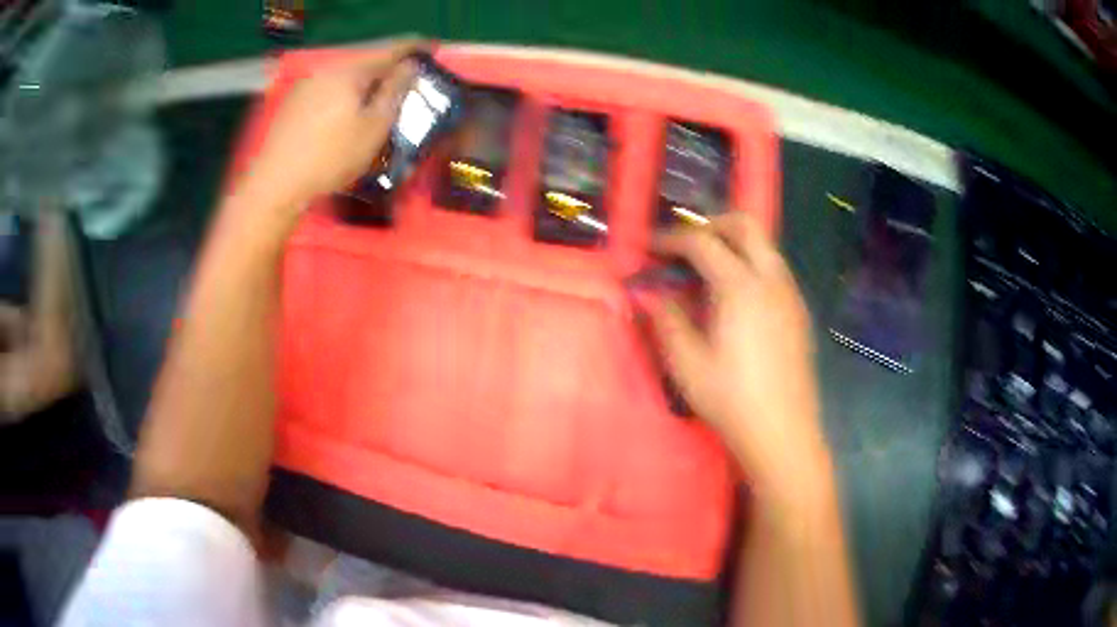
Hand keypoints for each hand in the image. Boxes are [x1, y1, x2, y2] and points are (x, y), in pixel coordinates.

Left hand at [236, 39, 426, 223]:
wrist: (276, 184)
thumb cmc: (331, 158)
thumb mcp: (374, 127)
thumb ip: (394, 92)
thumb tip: (410, 66)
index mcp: (350, 72)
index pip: (389, 50)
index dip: (413, 48)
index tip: (430, 49)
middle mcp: (326, 70)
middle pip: (364, 62)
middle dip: (385, 69)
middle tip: (403, 81)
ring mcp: (305, 85)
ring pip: (343, 77)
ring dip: (362, 84)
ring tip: (373, 100)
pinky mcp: (291, 103)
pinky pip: (326, 89)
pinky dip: (342, 95)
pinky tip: (342, 114)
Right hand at [646, 212, 830, 498]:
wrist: (783, 432)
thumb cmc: (731, 400)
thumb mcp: (687, 363)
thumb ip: (665, 319)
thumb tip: (648, 293)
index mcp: (740, 286)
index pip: (702, 242)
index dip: (671, 238)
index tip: (650, 247)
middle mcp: (771, 279)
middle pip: (745, 225)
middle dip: (711, 224)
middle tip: (685, 247)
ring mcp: (790, 294)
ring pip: (764, 245)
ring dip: (734, 244)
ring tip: (707, 273)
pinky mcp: (799, 311)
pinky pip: (774, 269)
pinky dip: (751, 265)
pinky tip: (736, 300)